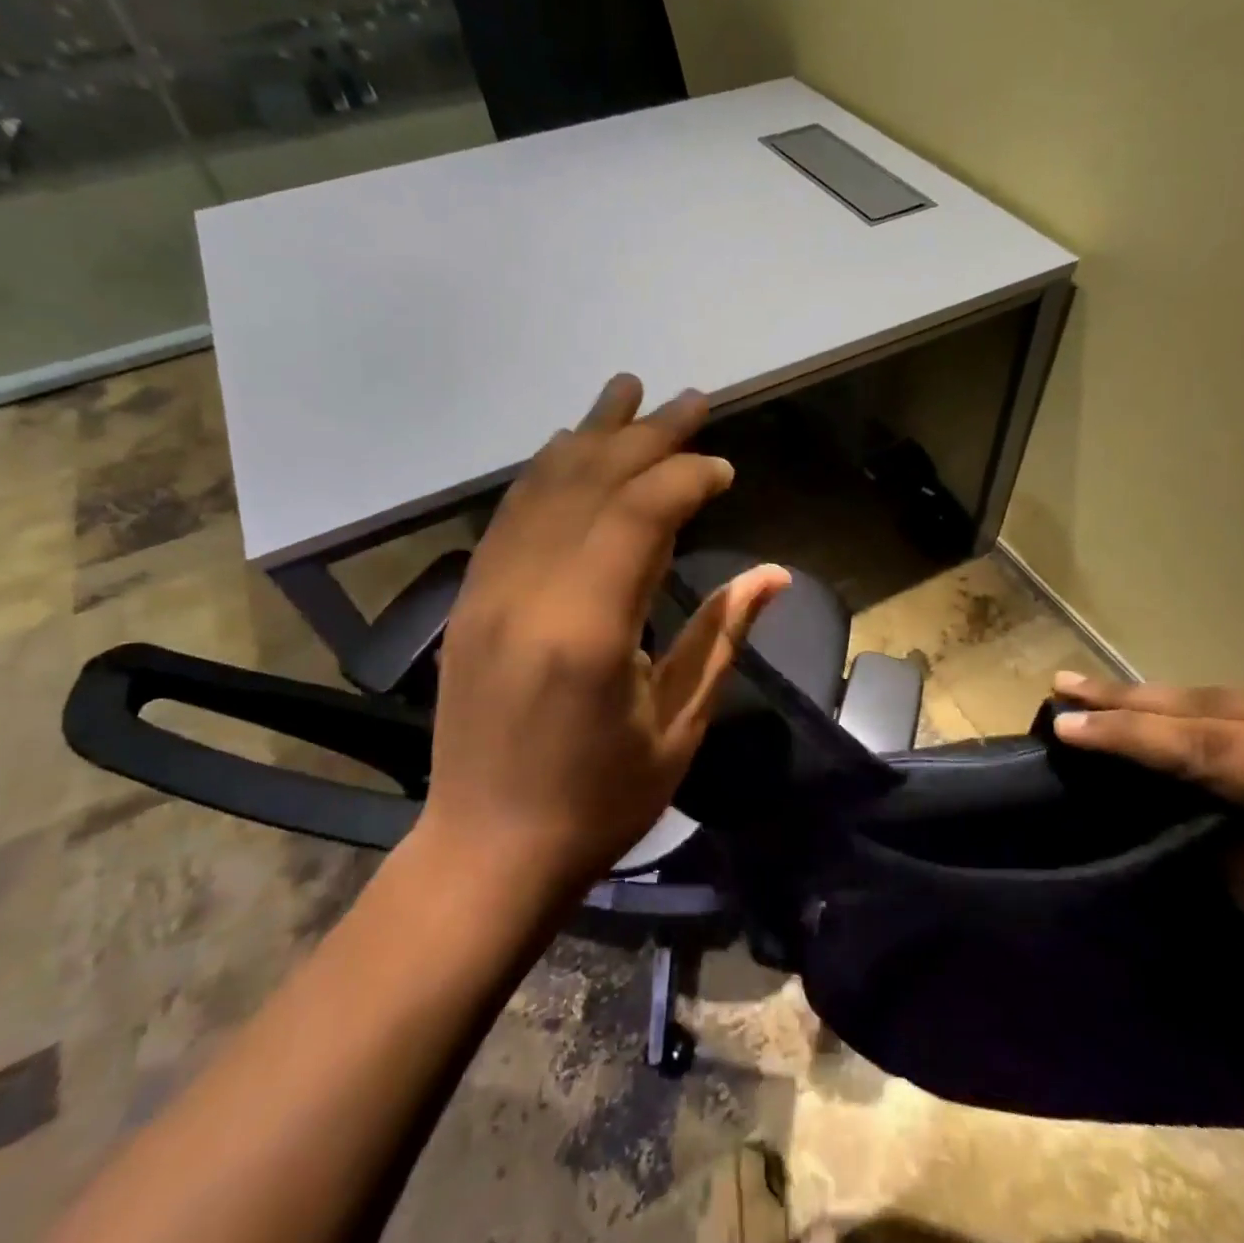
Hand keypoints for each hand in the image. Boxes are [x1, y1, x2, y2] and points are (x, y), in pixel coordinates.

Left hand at [421, 375, 789, 892]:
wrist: (487, 851)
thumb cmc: (598, 802)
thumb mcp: (679, 727)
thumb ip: (721, 637)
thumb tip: (773, 574)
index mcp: (588, 628)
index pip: (640, 514)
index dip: (686, 476)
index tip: (724, 469)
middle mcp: (529, 591)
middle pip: (591, 483)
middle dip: (646, 436)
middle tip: (690, 400)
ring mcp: (489, 590)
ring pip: (542, 487)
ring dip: (590, 435)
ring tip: (627, 391)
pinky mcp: (470, 600)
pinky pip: (511, 514)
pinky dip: (546, 472)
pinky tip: (569, 449)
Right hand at [1050, 676, 1243, 1038]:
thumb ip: (1214, 830)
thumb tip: (1150, 785)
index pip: (1216, 746)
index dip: (1134, 735)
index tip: (1067, 724)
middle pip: (1218, 707)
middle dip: (1132, 701)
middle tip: (1063, 686)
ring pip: (1227, 698)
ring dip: (1155, 700)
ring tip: (1088, 691)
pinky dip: (1191, 710)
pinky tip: (1148, 706)